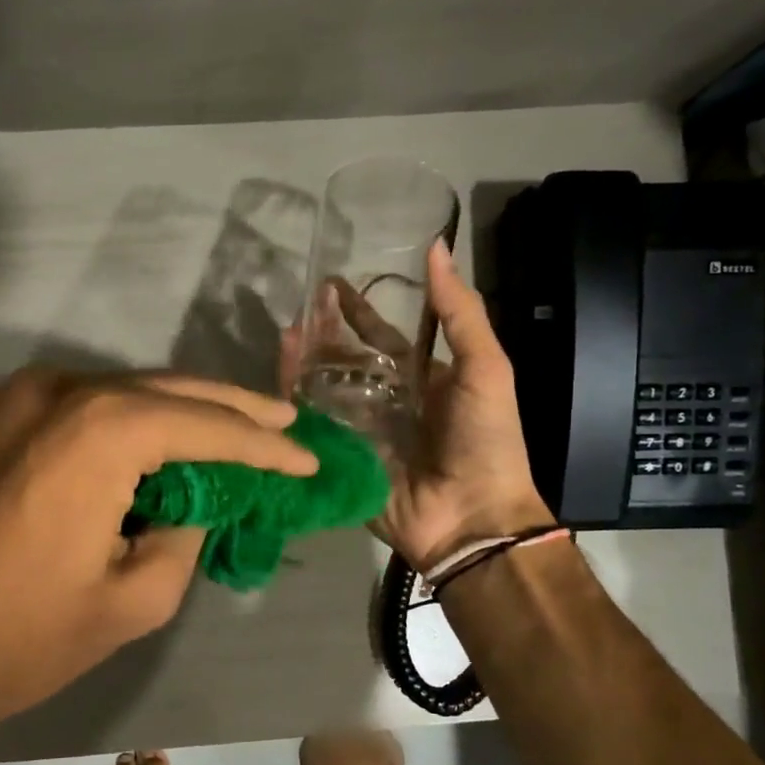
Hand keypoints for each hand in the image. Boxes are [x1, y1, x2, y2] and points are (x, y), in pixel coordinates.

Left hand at [0, 370, 316, 764]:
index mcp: (101, 429)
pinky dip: (134, 422)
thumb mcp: (135, 597)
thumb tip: (195, 504)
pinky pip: (87, 408)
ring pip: (127, 392)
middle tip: (285, 425)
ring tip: (240, 429)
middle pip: (170, 391)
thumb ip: (185, 534)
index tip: (308, 460)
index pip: (208, 428)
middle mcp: (61, 392)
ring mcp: (21, 399)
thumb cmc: (22, 635)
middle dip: (233, 411)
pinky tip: (167, 442)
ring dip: (184, 412)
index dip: (265, 447)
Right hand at [285, 240, 551, 571]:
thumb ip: (460, 313)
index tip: (330, 285)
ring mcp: (361, 433)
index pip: (382, 338)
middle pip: (345, 362)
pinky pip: (314, 428)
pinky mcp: (341, 461)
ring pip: (325, 391)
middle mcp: (387, 402)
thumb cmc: (485, 440)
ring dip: (304, 364)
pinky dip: (295, 405)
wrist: (472, 516)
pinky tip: (279, 380)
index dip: (357, 312)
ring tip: (286, 336)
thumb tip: (436, 248)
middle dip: (322, 336)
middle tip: (298, 310)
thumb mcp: (485, 368)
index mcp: (421, 380)